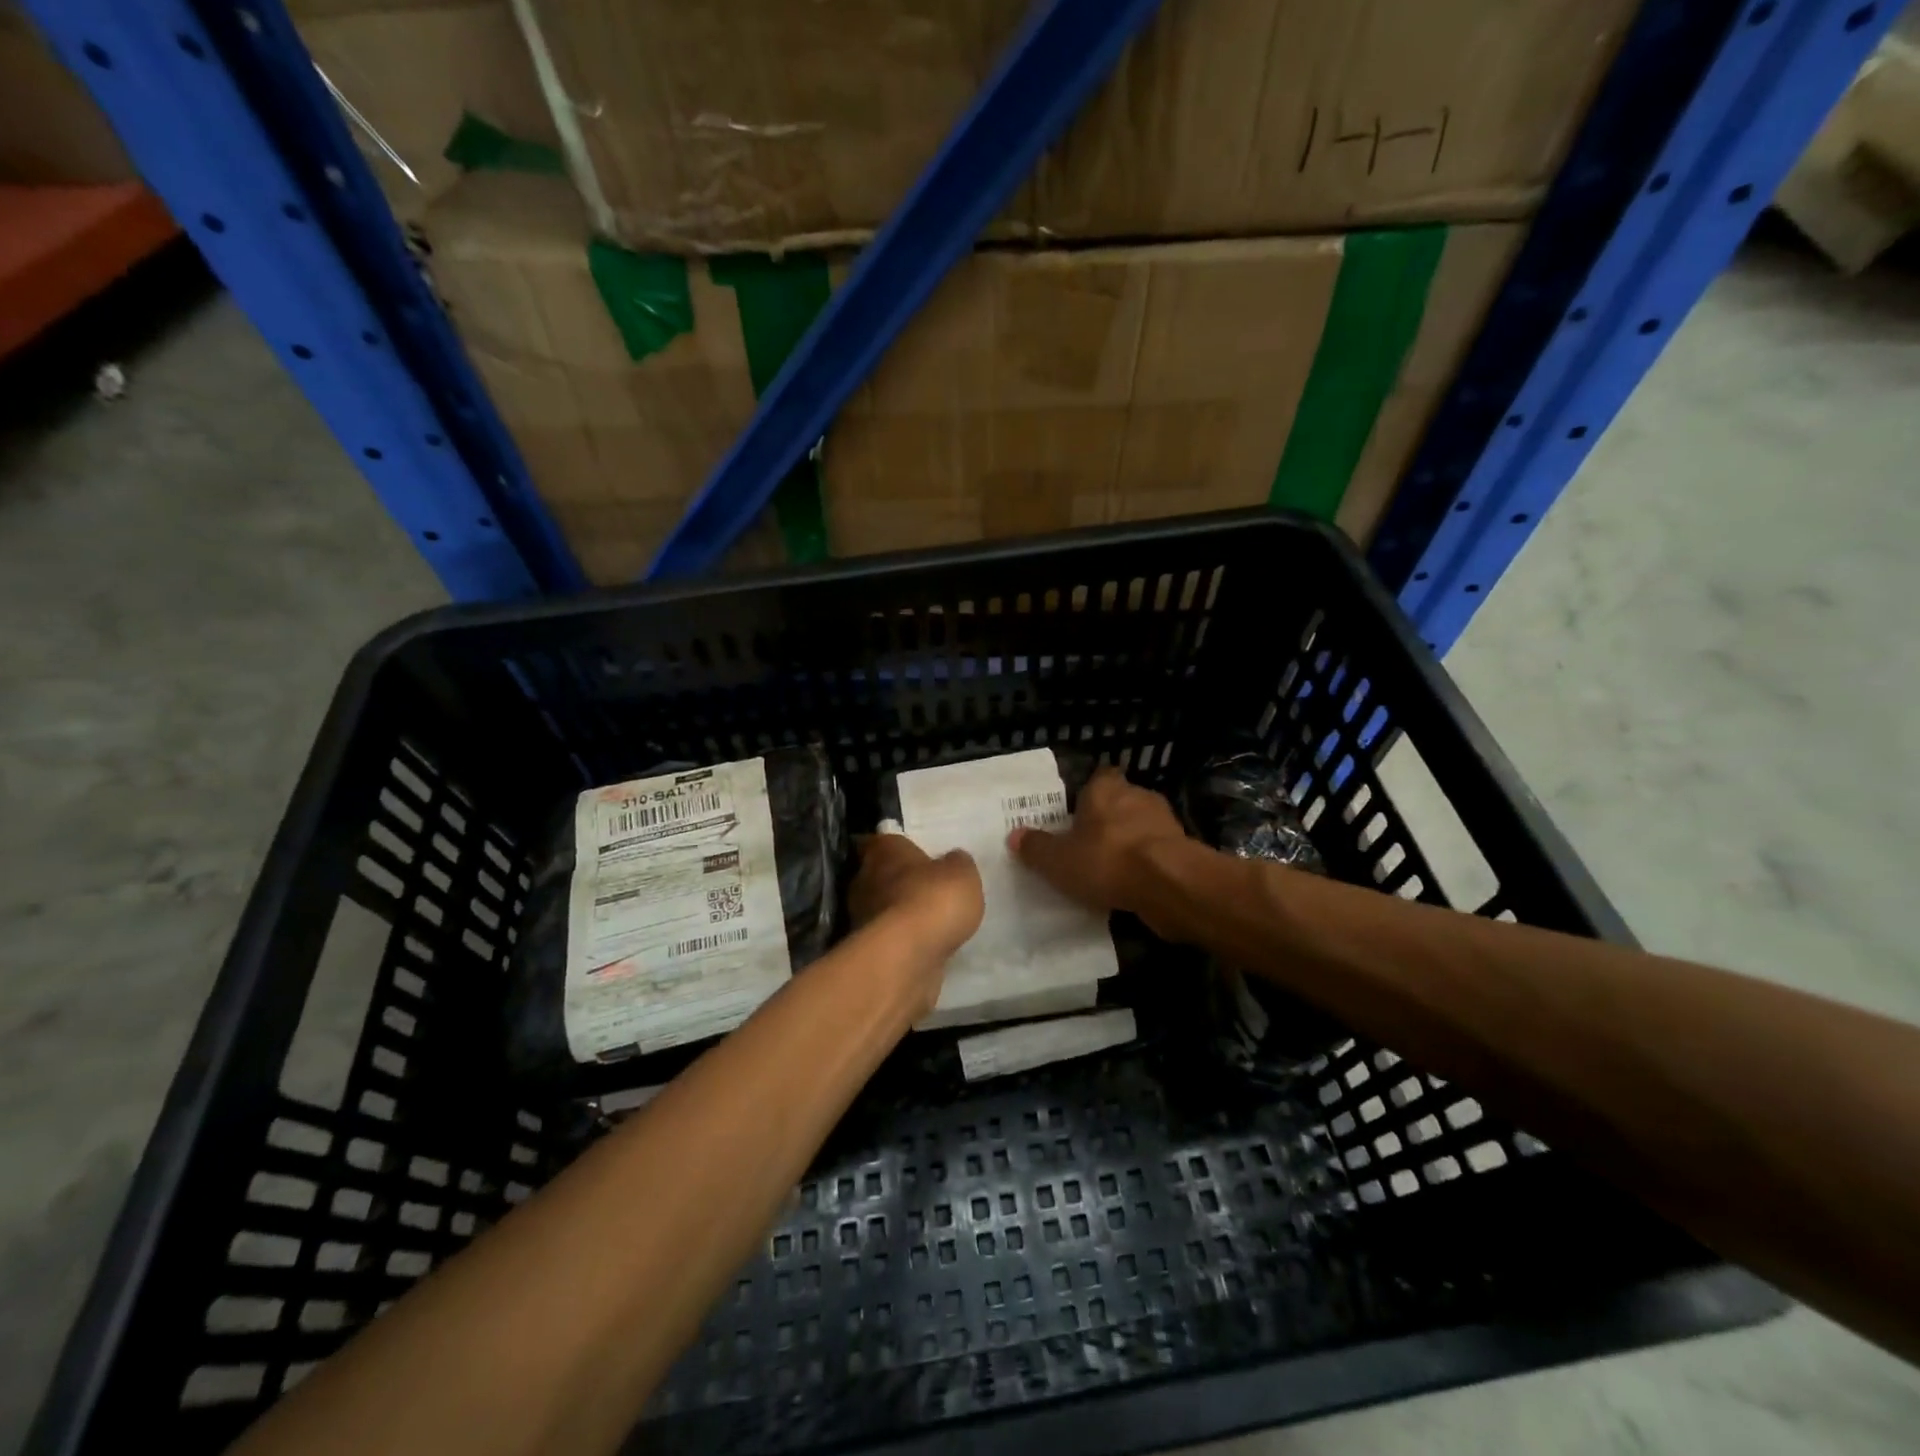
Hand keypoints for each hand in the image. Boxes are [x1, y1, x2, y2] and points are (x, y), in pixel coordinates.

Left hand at [849, 834, 983, 961]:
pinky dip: (902, 939)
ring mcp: (861, 916)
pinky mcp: (868, 950)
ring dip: (900, 912)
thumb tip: (952, 861)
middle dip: (899, 881)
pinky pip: (888, 937)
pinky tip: (924, 944)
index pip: (881, 841)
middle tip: (927, 887)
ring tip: (930, 920)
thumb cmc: (932, 900)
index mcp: (883, 850)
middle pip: (879, 874)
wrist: (906, 957)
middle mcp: (864, 878)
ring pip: (882, 907)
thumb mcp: (962, 874)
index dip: (897, 847)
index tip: (914, 855)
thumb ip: (957, 864)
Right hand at [1008, 768, 1188, 931]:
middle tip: (1087, 844)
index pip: (1098, 778)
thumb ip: (1036, 847)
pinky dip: (1146, 864)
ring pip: (1140, 827)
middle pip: (1120, 802)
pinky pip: (1157, 852)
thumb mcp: (1058, 860)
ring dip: (1129, 843)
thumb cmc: (1107, 860)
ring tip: (1110, 869)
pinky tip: (1133, 885)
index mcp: (1105, 788)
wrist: (1169, 884)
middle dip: (1107, 820)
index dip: (1088, 794)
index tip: (1076, 813)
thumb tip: (1015, 835)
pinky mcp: (1183, 848)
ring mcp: (1165, 821)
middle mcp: (1137, 796)